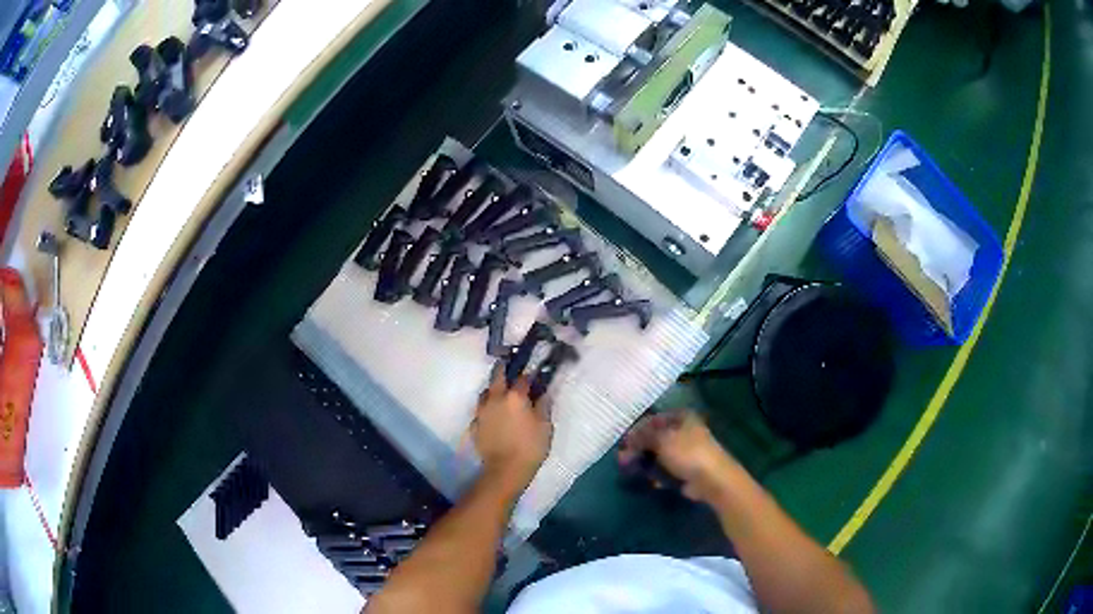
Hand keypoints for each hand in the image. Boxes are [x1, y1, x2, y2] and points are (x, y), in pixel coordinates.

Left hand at [472, 370, 552, 495]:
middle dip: (504, 369)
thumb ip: (543, 405)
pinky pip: (481, 410)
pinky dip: (487, 408)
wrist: (505, 470)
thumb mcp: (545, 426)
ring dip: (493, 389)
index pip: (523, 377)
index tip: (534, 375)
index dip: (530, 375)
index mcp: (515, 396)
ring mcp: (482, 410)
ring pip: (486, 391)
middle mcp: (496, 398)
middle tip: (510, 368)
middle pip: (497, 375)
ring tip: (501, 394)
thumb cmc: (530, 447)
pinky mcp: (475, 424)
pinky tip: (493, 415)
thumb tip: (542, 392)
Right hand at [618, 409, 738, 501]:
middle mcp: (684, 430)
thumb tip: (627, 439)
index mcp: (681, 417)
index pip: (653, 419)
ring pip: (659, 454)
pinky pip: (666, 468)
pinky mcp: (686, 468)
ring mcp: (686, 450)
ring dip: (645, 462)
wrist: (713, 479)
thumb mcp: (662, 440)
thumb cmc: (688, 453)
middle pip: (655, 437)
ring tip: (633, 471)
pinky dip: (658, 474)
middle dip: (638, 448)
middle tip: (623, 459)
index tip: (623, 442)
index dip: (636, 429)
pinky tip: (653, 481)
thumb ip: (642, 437)